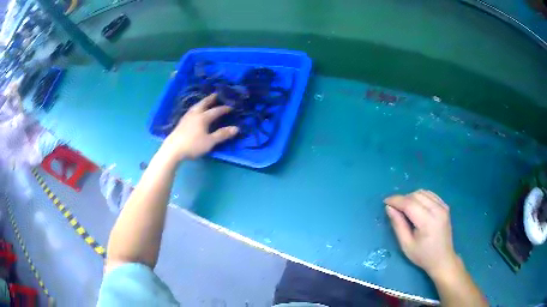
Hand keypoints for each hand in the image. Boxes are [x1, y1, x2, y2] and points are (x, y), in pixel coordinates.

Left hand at [161, 93, 238, 160]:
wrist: (173, 149)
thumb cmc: (193, 145)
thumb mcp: (210, 142)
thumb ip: (222, 135)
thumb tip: (236, 128)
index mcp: (203, 118)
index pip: (215, 111)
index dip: (223, 109)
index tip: (231, 107)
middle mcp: (195, 114)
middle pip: (203, 104)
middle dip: (210, 99)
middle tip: (216, 94)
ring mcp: (186, 118)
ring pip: (195, 107)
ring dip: (202, 102)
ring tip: (205, 101)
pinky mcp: (181, 123)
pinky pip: (190, 111)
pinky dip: (195, 108)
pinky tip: (194, 112)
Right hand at [384, 190, 458, 278]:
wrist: (443, 259)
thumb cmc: (423, 256)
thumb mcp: (406, 245)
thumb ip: (398, 225)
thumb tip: (389, 208)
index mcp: (427, 221)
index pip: (409, 203)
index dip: (396, 200)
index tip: (385, 202)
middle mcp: (437, 209)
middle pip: (416, 195)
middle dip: (402, 199)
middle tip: (394, 209)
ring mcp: (443, 206)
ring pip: (423, 192)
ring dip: (411, 197)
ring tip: (405, 209)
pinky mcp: (445, 206)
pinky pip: (430, 194)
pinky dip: (420, 197)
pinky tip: (417, 206)